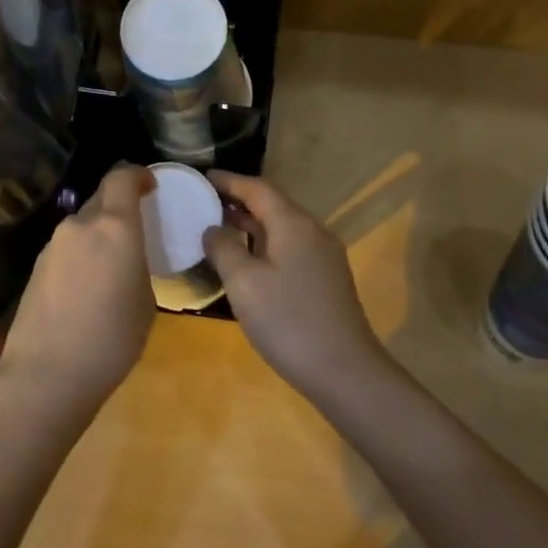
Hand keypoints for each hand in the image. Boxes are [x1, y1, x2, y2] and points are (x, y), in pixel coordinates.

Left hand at [0, 165, 156, 417]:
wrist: (45, 375)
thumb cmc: (111, 340)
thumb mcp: (144, 302)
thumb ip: (137, 266)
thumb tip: (125, 261)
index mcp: (114, 228)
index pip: (122, 177)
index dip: (138, 174)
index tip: (150, 184)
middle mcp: (80, 226)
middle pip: (101, 197)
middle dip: (119, 204)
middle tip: (135, 226)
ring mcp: (53, 246)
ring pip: (82, 225)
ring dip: (98, 232)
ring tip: (112, 263)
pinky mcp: (36, 267)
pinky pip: (67, 248)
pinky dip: (81, 253)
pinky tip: (87, 286)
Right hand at [202, 171, 387, 398]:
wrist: (344, 370)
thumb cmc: (288, 322)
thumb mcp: (244, 284)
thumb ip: (223, 249)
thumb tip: (212, 229)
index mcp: (293, 223)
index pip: (258, 188)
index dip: (229, 181)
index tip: (202, 177)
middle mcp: (313, 230)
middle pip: (272, 204)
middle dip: (239, 201)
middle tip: (204, 203)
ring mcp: (324, 255)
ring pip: (282, 227)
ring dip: (252, 224)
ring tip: (219, 229)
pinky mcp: (326, 277)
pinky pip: (291, 246)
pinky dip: (265, 243)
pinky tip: (248, 261)